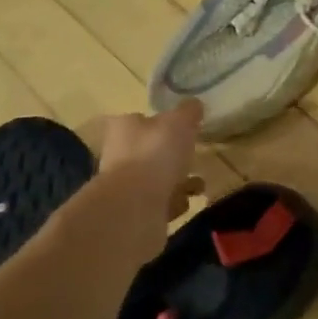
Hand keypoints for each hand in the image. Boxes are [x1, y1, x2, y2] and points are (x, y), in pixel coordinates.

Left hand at [84, 101, 204, 261]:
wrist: (135, 209)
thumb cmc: (155, 154)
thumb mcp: (179, 122)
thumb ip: (188, 112)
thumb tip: (194, 105)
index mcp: (124, 128)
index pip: (140, 119)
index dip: (161, 122)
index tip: (183, 128)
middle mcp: (118, 155)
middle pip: (148, 150)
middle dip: (172, 155)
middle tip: (194, 156)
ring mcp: (124, 187)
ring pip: (154, 179)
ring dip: (177, 181)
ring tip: (199, 184)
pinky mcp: (133, 213)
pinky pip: (158, 204)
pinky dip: (173, 203)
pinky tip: (188, 203)